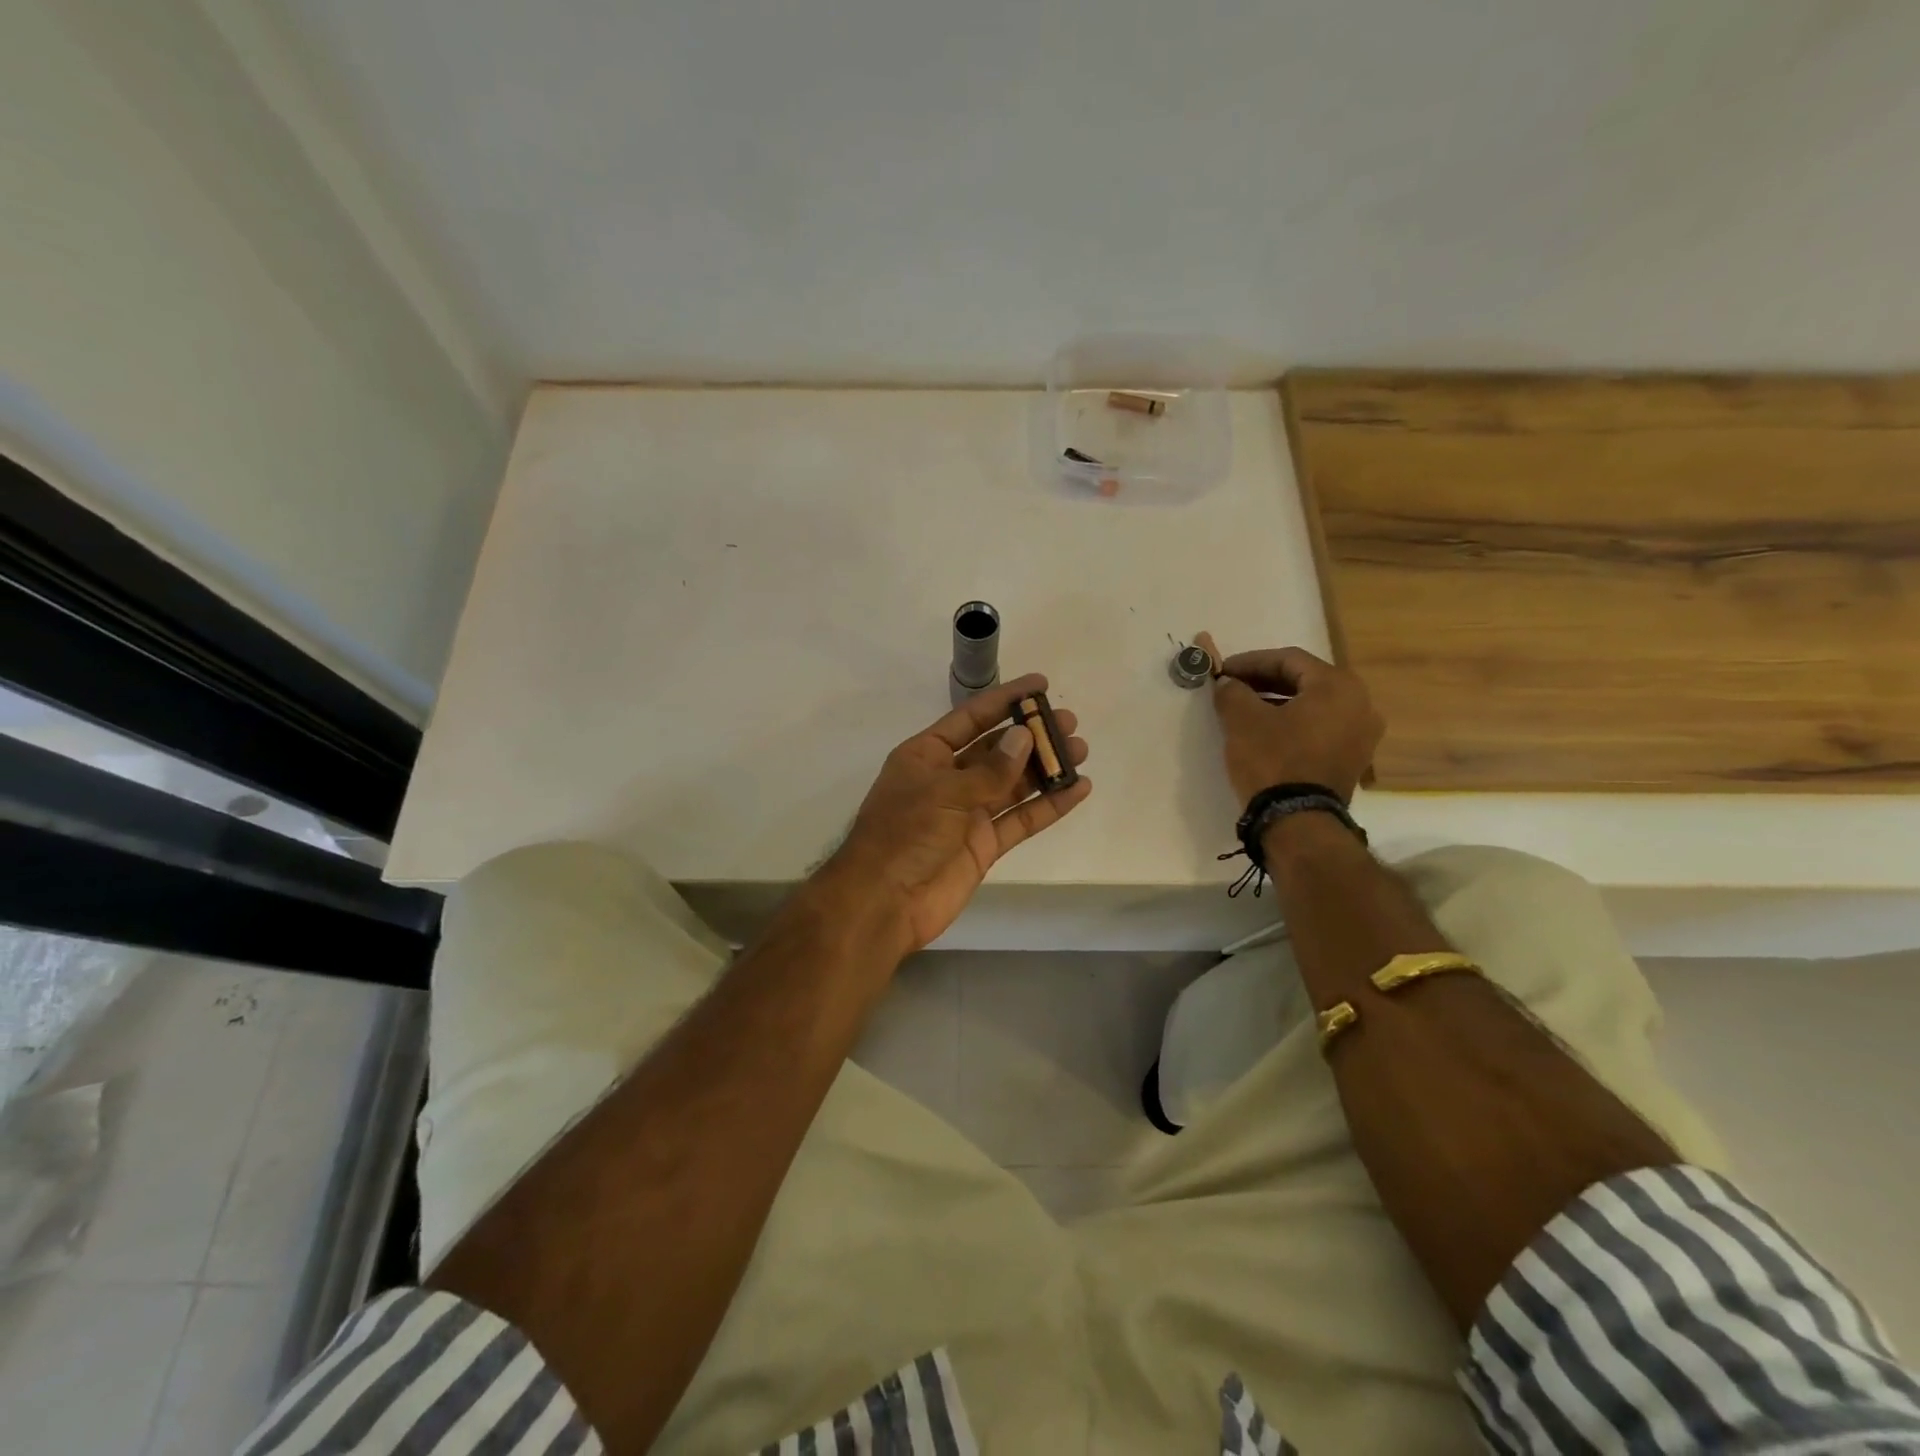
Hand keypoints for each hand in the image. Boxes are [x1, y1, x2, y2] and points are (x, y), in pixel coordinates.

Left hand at [826, 673, 1091, 955]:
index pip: (971, 718)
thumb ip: (989, 770)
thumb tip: (1023, 737)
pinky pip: (1021, 819)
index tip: (1041, 685)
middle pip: (997, 749)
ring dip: (1045, 768)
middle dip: (1032, 734)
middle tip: (1069, 723)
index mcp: (926, 755)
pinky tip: (1077, 789)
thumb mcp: (944, 792)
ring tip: (1080, 750)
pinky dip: (1048, 806)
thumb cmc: (904, 834)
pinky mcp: (985, 845)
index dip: (1005, 699)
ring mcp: (968, 813)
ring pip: (1013, 783)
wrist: (885, 902)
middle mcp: (949, 779)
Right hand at [1196, 632, 1382, 807]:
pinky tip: (1267, 732)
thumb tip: (1228, 684)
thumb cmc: (1273, 761)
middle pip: (1305, 680)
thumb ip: (1233, 692)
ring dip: (1278, 702)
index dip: (1251, 661)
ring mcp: (1362, 734)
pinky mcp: (1353, 760)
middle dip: (1265, 681)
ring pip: (1313, 706)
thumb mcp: (1242, 720)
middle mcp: (1361, 704)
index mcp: (1338, 686)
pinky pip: (1320, 728)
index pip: (1289, 659)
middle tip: (1232, 687)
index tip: (1223, 670)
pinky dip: (1294, 724)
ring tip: (1245, 710)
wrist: (1299, 822)